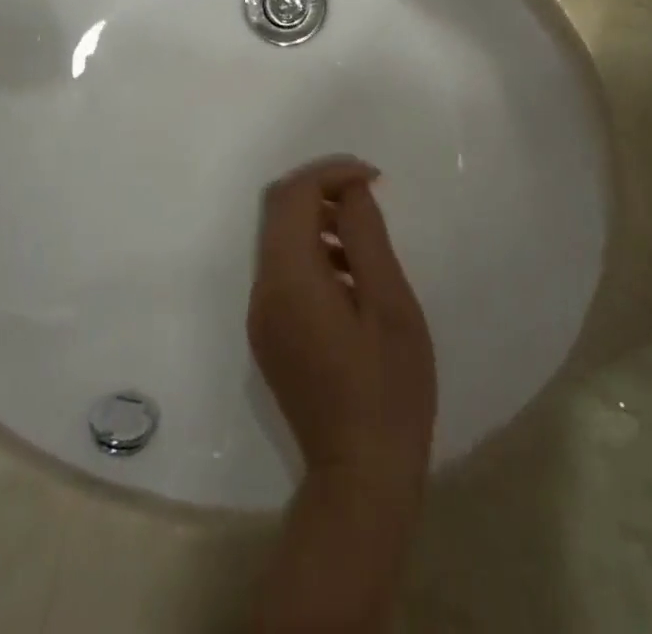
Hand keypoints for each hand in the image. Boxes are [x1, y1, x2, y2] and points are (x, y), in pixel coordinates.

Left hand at [248, 157, 436, 490]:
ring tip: (365, 240)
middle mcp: (263, 289)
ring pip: (279, 241)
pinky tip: (351, 278)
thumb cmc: (387, 389)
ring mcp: (261, 315)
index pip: (292, 196)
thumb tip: (351, 191)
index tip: (372, 178)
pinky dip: (312, 255)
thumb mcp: (390, 305)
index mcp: (289, 278)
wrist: (360, 478)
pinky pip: (283, 272)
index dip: (329, 173)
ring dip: (317, 223)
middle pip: (278, 212)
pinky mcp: (269, 336)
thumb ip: (366, 238)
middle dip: (321, 191)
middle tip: (368, 196)